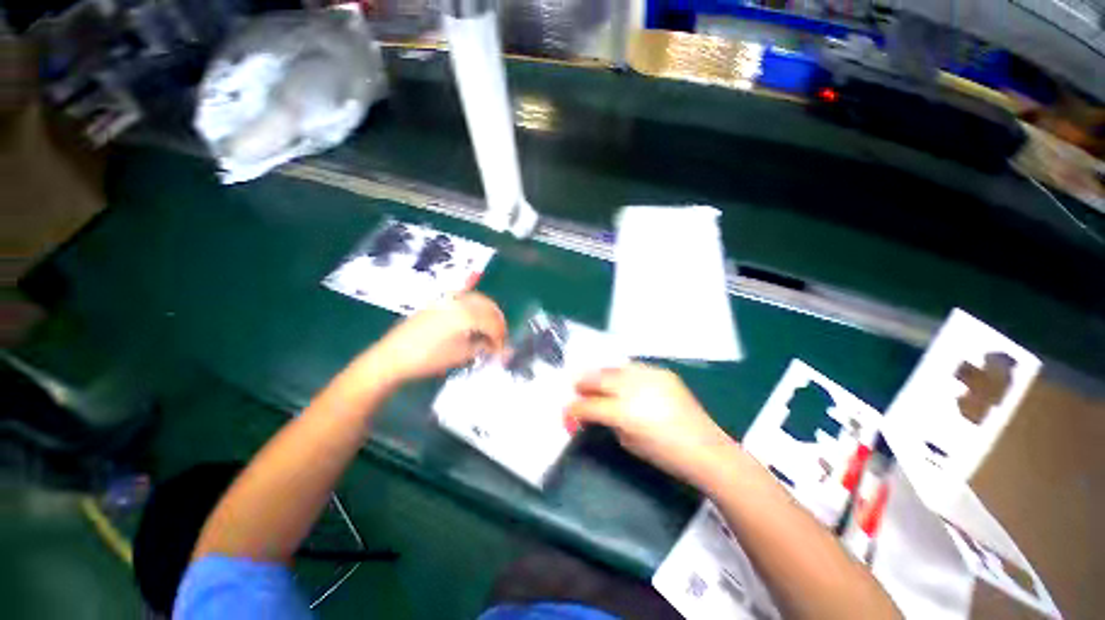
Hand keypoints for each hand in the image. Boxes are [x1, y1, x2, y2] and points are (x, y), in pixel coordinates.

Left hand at [369, 292, 506, 382]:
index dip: (500, 336)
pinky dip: (475, 306)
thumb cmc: (428, 359)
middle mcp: (459, 302)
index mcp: (466, 315)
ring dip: (488, 312)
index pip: (493, 322)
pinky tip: (475, 318)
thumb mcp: (460, 355)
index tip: (501, 349)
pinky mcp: (439, 301)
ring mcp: (448, 299)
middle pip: (488, 306)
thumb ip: (483, 347)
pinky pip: (464, 298)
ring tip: (489, 328)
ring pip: (478, 299)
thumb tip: (500, 347)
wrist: (393, 356)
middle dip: (497, 321)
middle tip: (499, 337)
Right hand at [566, 363, 737, 488]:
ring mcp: (648, 376)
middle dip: (582, 383)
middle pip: (597, 378)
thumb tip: (595, 410)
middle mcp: (633, 388)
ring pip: (614, 368)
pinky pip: (634, 368)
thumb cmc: (664, 454)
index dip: (573, 409)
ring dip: (601, 375)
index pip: (588, 405)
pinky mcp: (661, 372)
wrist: (705, 448)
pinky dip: (623, 373)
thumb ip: (607, 421)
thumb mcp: (627, 442)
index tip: (568, 411)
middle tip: (577, 388)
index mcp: (623, 412)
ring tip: (598, 382)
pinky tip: (624, 381)